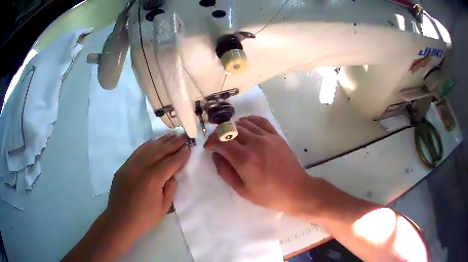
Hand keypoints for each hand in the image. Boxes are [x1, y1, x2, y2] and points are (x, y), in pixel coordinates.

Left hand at [104, 133, 189, 242]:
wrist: (120, 221)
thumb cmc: (144, 219)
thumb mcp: (164, 208)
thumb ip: (170, 189)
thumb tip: (171, 175)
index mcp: (153, 179)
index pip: (170, 162)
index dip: (181, 155)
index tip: (189, 147)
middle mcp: (141, 168)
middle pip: (159, 151)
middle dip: (173, 143)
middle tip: (183, 136)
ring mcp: (130, 166)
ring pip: (147, 149)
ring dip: (160, 141)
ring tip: (171, 135)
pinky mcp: (123, 167)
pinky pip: (136, 153)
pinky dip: (146, 146)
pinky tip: (153, 142)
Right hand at [204, 116, 314, 216]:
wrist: (296, 190)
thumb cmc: (268, 195)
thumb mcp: (242, 190)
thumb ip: (225, 171)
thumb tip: (216, 155)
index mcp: (244, 159)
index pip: (221, 140)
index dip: (211, 141)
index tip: (208, 147)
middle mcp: (254, 143)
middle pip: (230, 128)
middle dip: (219, 133)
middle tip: (217, 142)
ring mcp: (267, 137)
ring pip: (243, 123)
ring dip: (232, 127)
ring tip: (230, 136)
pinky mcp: (276, 135)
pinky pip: (259, 121)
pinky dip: (248, 121)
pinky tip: (244, 127)